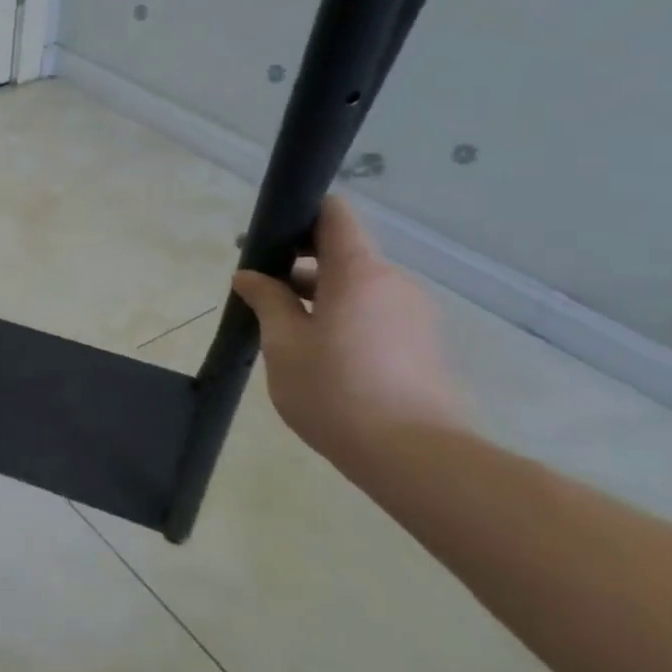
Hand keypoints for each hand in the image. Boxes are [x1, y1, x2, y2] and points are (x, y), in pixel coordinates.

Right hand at [232, 195, 467, 465]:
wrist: (415, 458)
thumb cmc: (336, 391)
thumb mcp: (284, 344)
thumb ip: (267, 301)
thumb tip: (250, 276)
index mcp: (360, 272)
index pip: (335, 215)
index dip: (301, 214)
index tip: (268, 237)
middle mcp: (394, 283)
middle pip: (342, 254)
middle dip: (299, 265)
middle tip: (258, 291)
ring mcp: (414, 315)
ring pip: (356, 287)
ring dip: (319, 296)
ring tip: (282, 328)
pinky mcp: (422, 345)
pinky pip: (373, 314)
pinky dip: (342, 318)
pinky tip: (316, 353)